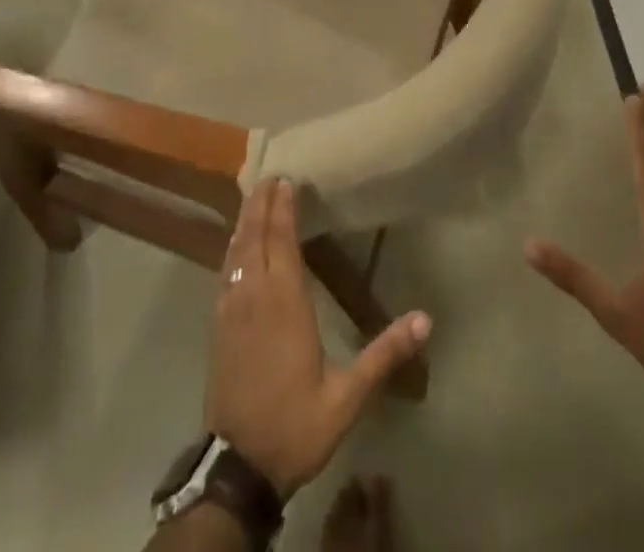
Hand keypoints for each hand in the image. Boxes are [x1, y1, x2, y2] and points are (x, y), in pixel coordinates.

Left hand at [206, 179, 431, 498]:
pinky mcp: (218, 325)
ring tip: (254, 197)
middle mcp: (253, 295)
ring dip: (245, 221)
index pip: (281, 240)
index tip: (286, 179)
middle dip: (261, 203)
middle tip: (270, 175)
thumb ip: (384, 354)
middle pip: (254, 236)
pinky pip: (224, 271)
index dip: (282, 208)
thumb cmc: (296, 425)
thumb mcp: (347, 397)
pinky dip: (232, 248)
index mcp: (284, 302)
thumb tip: (426, 320)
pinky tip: (236, 245)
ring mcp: (230, 309)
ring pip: (235, 251)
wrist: (239, 468)